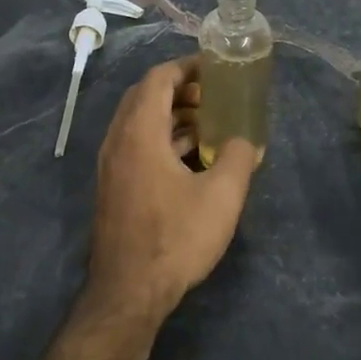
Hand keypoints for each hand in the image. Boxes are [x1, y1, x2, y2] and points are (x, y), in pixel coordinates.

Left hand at [86, 56, 257, 317]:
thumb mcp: (222, 196)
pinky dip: (163, 140)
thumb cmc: (176, 238)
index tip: (215, 69)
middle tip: (215, 96)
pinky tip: (192, 159)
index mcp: (139, 132)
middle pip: (145, 97)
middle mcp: (118, 141)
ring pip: (140, 124)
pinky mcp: (114, 188)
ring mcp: (112, 166)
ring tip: (210, 125)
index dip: (187, 67)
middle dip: (181, 90)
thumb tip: (248, 141)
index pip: (158, 79)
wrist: (129, 292)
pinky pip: (137, 147)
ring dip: (173, 117)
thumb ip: (240, 158)